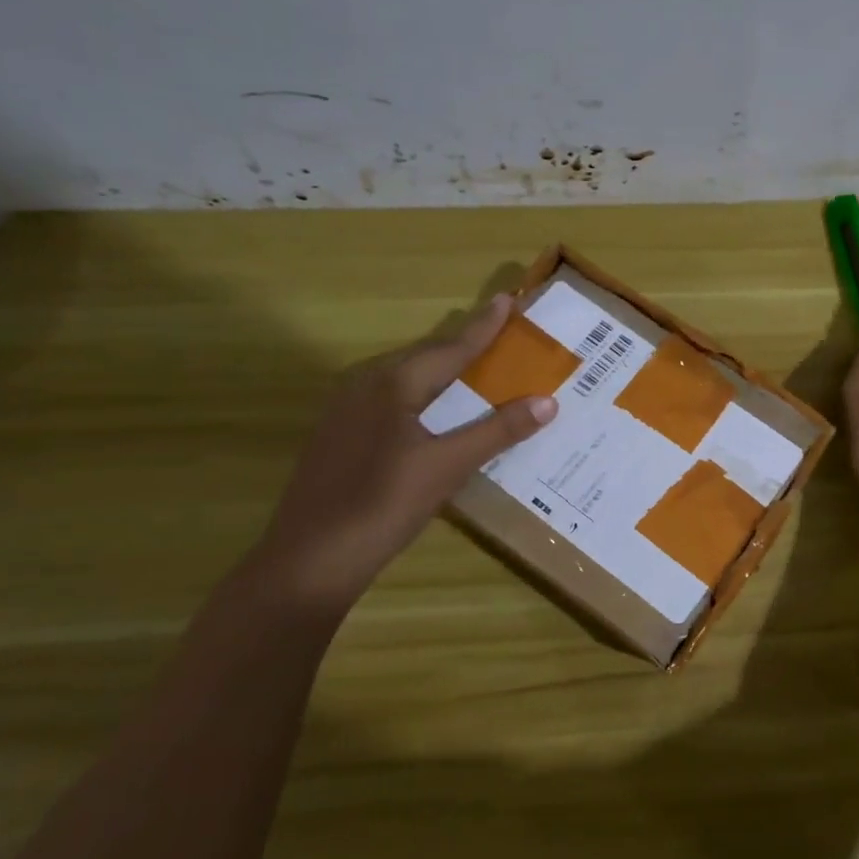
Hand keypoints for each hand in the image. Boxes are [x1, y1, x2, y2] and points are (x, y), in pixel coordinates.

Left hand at [247, 294, 556, 608]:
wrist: (310, 559)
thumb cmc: (384, 505)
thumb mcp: (449, 466)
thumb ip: (498, 431)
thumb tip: (548, 401)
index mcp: (391, 384)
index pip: (450, 348)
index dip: (483, 326)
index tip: (508, 299)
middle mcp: (364, 385)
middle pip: (424, 358)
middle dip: (463, 346)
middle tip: (499, 335)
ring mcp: (345, 412)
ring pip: (404, 381)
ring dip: (442, 374)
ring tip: (474, 371)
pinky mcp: (338, 437)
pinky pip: (389, 402)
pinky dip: (422, 399)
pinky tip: (433, 417)